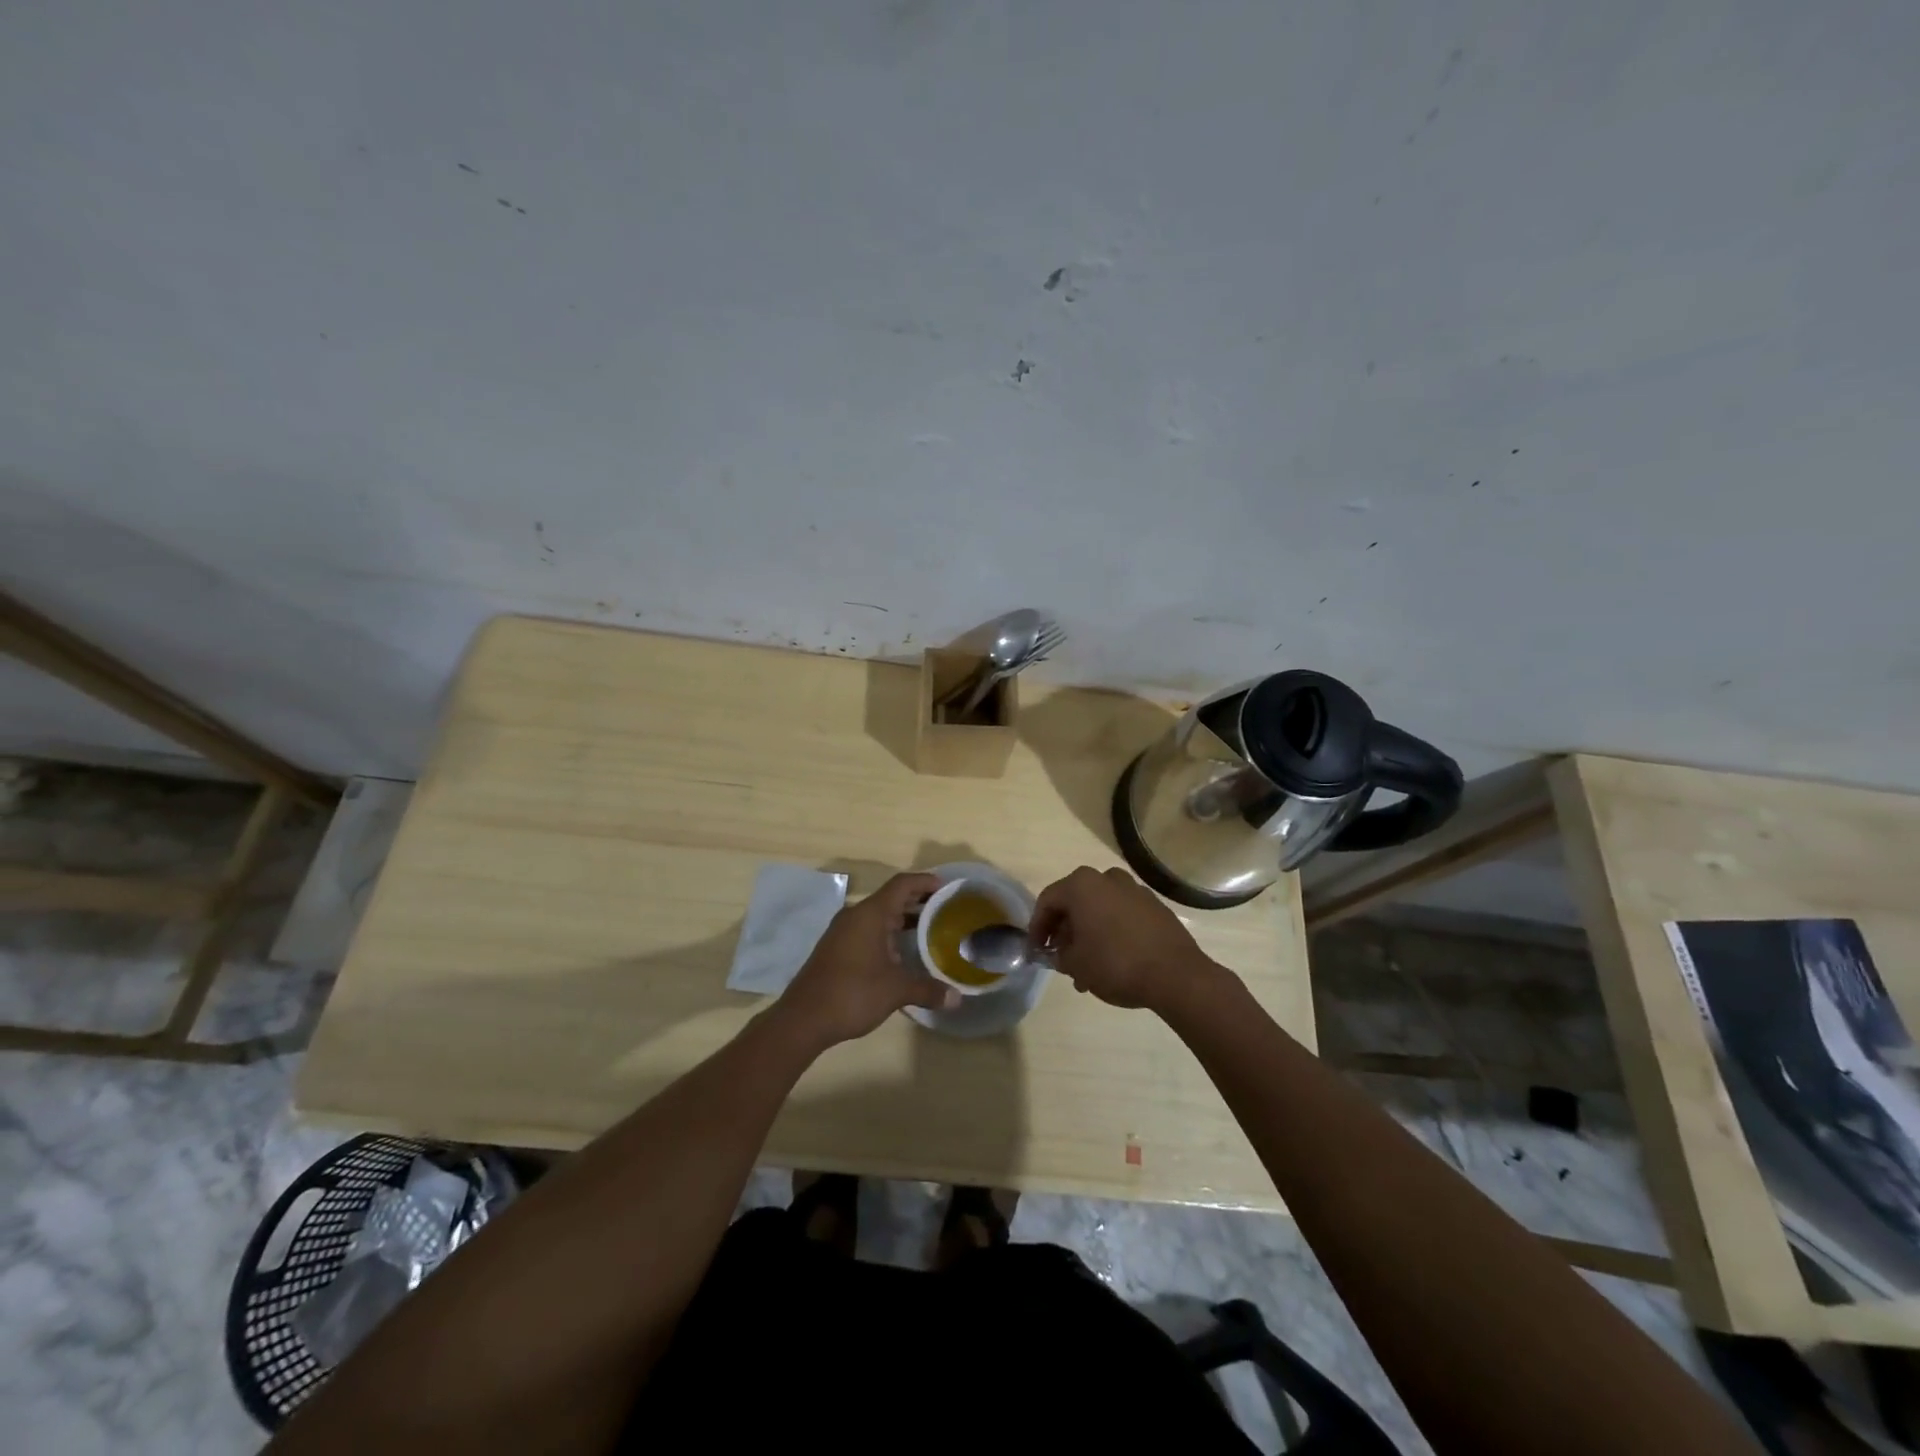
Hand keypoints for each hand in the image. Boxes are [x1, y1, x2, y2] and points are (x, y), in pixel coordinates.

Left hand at [774, 872, 957, 1047]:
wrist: (803, 1019)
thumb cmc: (852, 994)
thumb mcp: (896, 991)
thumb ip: (928, 990)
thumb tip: (957, 999)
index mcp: (870, 914)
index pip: (902, 884)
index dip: (925, 882)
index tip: (947, 888)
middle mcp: (855, 916)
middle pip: (891, 898)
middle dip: (918, 902)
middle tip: (945, 911)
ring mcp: (842, 932)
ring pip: (878, 916)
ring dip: (902, 920)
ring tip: (929, 932)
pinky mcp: (836, 949)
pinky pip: (867, 931)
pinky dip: (887, 935)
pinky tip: (901, 955)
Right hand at [1030, 866, 1227, 1012]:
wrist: (1175, 975)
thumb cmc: (1115, 964)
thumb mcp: (1076, 965)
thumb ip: (1059, 955)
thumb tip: (1060, 953)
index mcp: (1082, 885)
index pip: (1047, 901)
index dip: (1037, 928)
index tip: (1036, 951)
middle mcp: (1107, 878)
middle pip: (1075, 902)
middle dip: (1065, 932)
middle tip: (1061, 959)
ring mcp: (1134, 890)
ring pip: (1099, 909)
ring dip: (1088, 934)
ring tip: (1087, 968)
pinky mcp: (1155, 906)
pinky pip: (1122, 915)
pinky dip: (1111, 932)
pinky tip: (1112, 960)